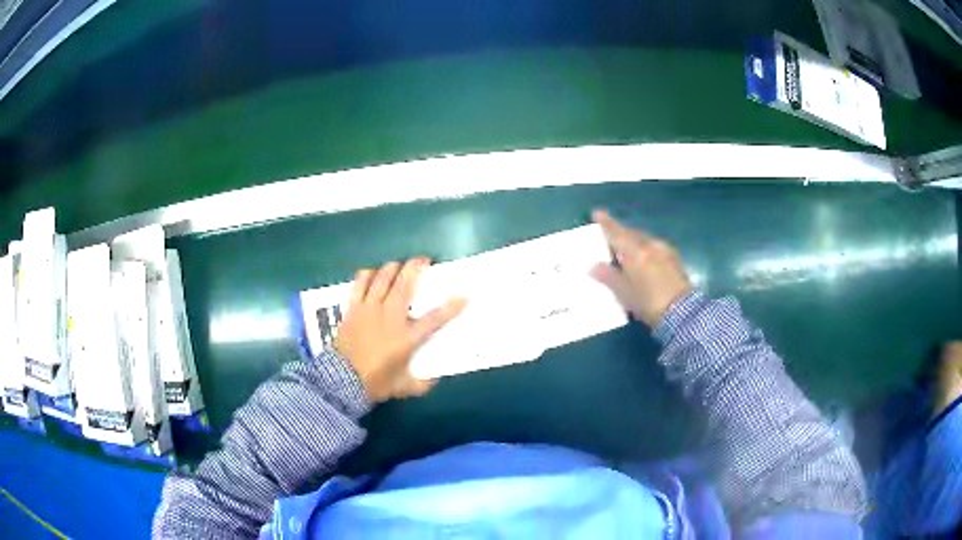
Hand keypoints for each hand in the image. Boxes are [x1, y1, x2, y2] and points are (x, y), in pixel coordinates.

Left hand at [335, 258, 466, 402]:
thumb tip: (434, 379)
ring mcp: (369, 309)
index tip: (463, 297)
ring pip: (382, 277)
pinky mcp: (353, 308)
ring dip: (393, 267)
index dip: (451, 307)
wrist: (341, 381)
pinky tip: (371, 274)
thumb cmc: (375, 383)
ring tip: (398, 265)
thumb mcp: (404, 387)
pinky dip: (367, 275)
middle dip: (416, 267)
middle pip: (405, 283)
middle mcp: (389, 316)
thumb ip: (422, 383)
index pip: (434, 319)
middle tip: (423, 261)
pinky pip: (360, 283)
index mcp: (406, 337)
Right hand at [590, 209, 692, 326]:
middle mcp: (651, 245)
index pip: (617, 232)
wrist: (683, 313)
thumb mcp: (625, 293)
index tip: (597, 213)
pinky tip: (643, 260)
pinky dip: (645, 249)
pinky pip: (654, 247)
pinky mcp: (674, 259)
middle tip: (609, 237)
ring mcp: (665, 250)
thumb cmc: (649, 303)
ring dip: (633, 241)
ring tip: (625, 251)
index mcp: (636, 251)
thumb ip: (608, 277)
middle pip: (632, 233)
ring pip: (644, 240)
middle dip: (620, 233)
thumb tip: (593, 266)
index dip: (606, 223)